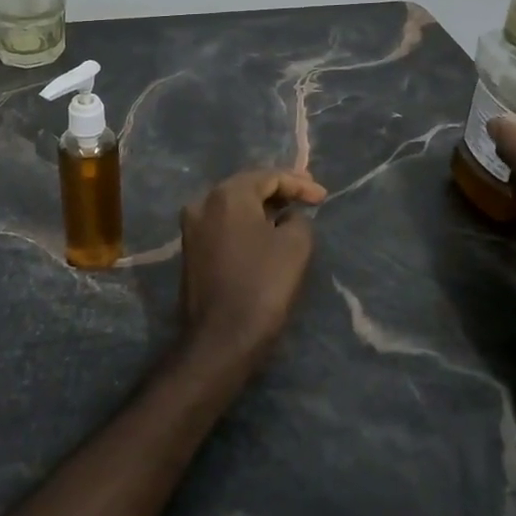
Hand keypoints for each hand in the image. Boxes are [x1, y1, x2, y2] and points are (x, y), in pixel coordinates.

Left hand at [176, 168, 327, 376]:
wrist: (221, 338)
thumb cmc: (262, 285)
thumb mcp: (296, 246)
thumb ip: (297, 219)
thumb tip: (287, 217)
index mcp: (226, 195)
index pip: (268, 177)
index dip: (299, 184)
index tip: (323, 197)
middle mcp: (202, 203)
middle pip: (247, 186)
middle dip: (278, 190)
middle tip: (307, 196)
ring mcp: (192, 227)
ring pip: (233, 205)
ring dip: (261, 206)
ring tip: (289, 212)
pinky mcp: (191, 250)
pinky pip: (223, 224)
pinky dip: (246, 223)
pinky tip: (265, 231)